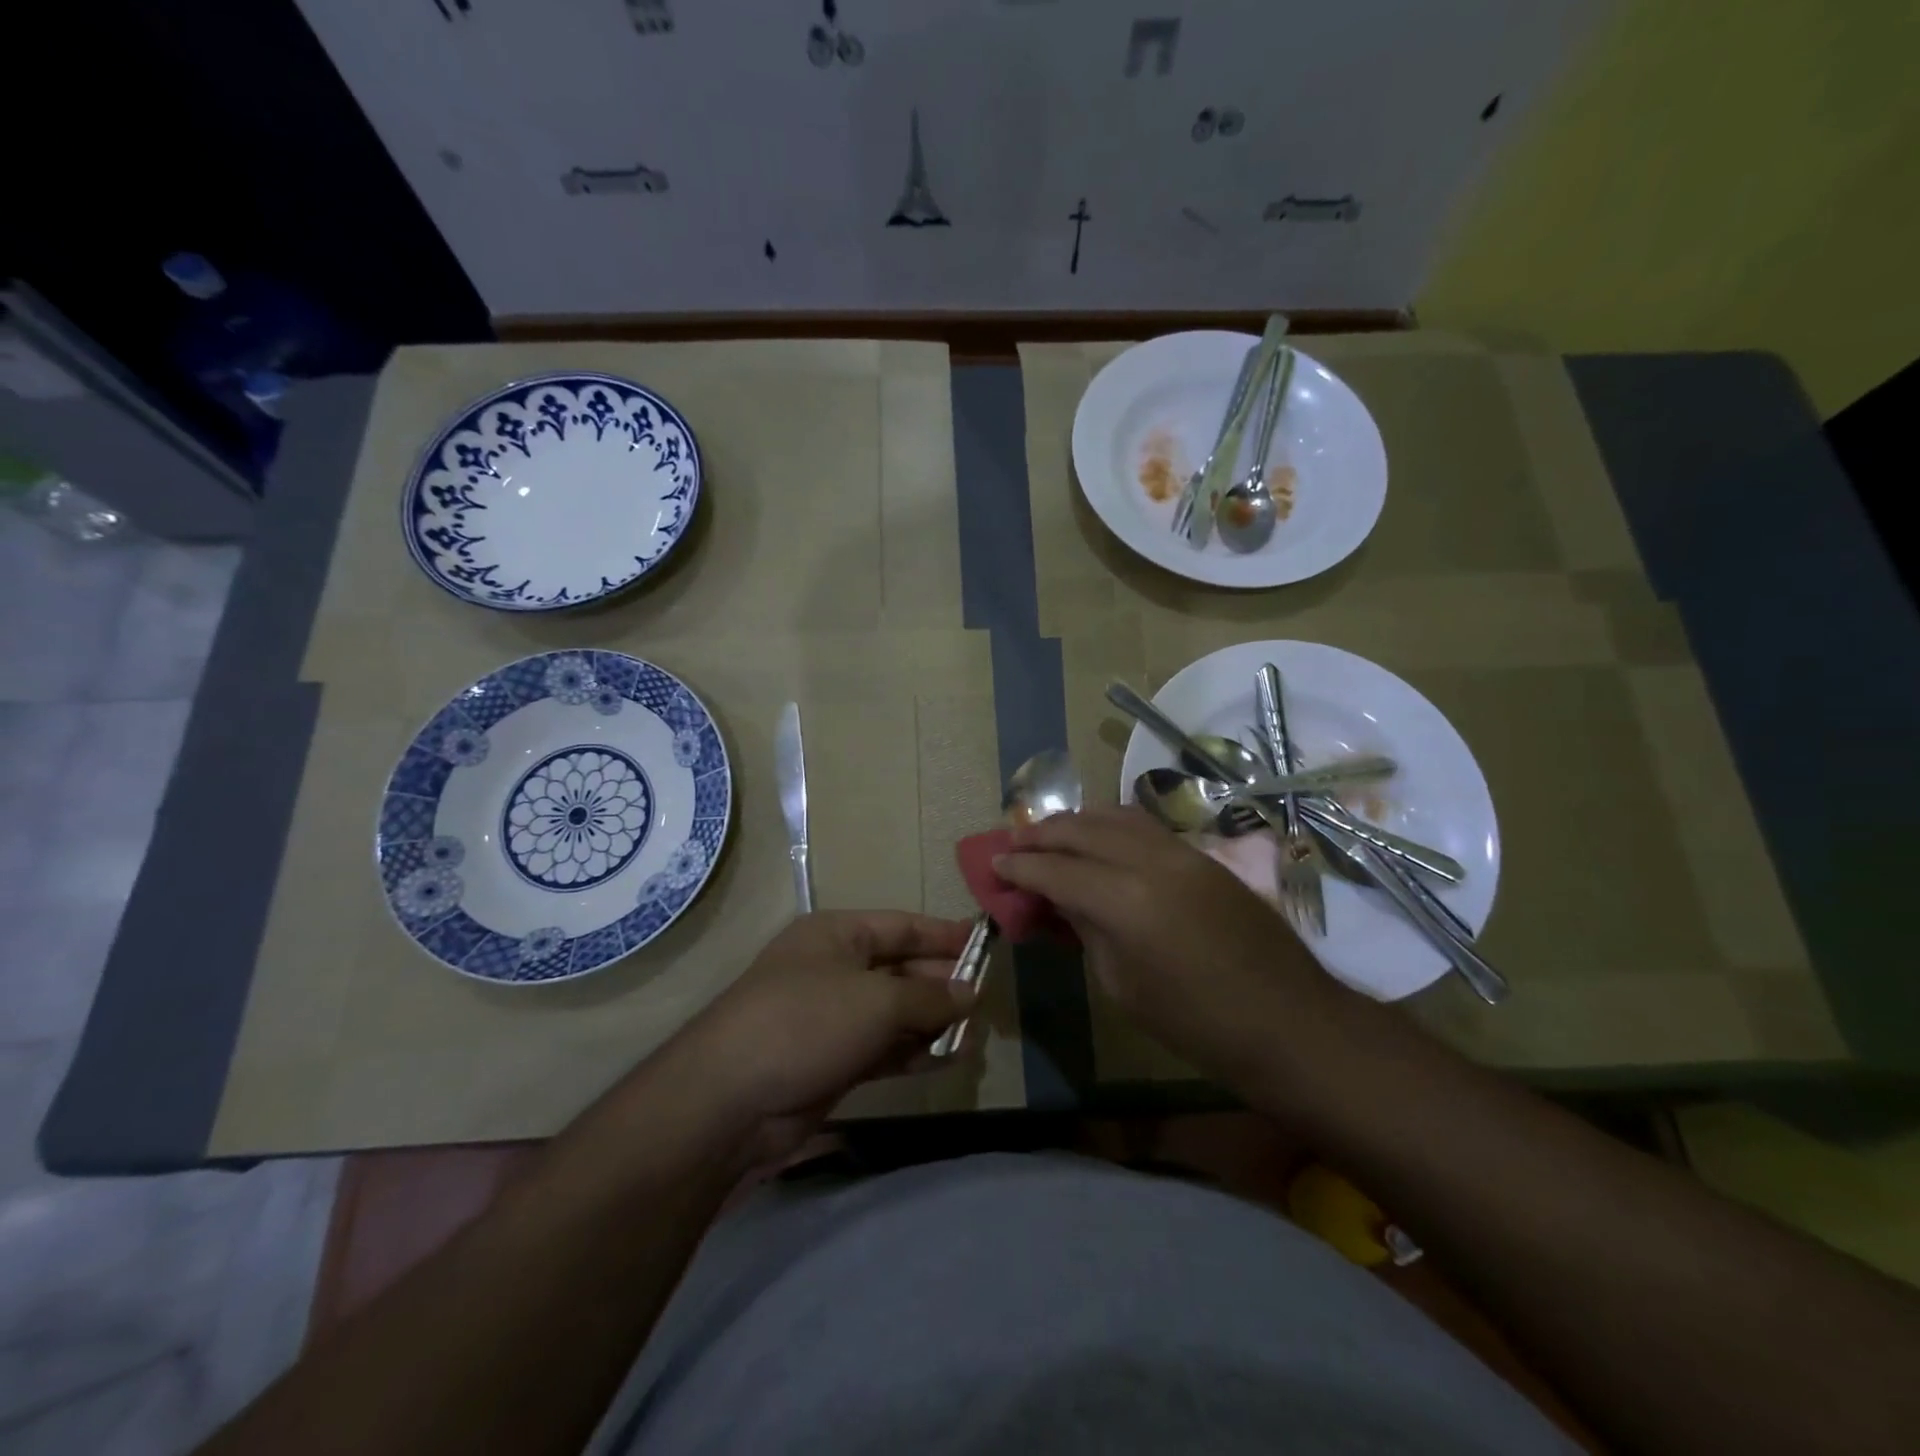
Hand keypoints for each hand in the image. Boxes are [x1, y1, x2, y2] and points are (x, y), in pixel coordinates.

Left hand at [661, 911, 973, 1167]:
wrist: (729, 1101)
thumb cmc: (806, 1023)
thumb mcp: (876, 1000)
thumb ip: (929, 995)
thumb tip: (971, 992)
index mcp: (837, 935)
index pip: (901, 926)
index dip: (943, 935)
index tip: (985, 946)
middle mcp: (834, 969)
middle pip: (900, 969)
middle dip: (941, 984)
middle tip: (986, 1001)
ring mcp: (830, 1017)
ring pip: (893, 1013)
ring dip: (931, 1023)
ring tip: (975, 1035)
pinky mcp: (830, 1060)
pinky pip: (882, 1048)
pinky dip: (912, 1052)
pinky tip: (947, 1059)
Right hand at [995, 807, 1331, 1085]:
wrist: (1288, 1022)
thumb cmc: (1197, 1024)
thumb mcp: (1123, 986)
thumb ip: (1085, 930)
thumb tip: (1058, 900)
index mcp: (1126, 901)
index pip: (1057, 869)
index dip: (1020, 866)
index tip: (994, 865)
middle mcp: (1151, 861)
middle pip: (1081, 829)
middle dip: (1041, 834)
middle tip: (1013, 845)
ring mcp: (1181, 851)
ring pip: (1114, 816)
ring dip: (1076, 821)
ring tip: (1050, 834)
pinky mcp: (1202, 855)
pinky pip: (1144, 826)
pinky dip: (1111, 825)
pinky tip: (1098, 837)